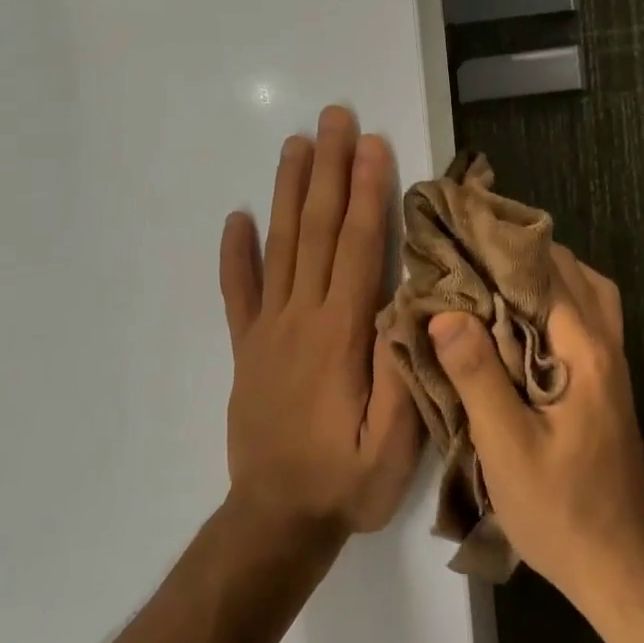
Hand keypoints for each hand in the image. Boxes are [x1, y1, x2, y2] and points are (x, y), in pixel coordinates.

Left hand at [218, 106, 423, 541]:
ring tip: (295, 145)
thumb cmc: (345, 483)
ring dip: (288, 192)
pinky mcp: (247, 349)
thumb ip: (403, 370)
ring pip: (279, 247)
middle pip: (316, 229)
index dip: (365, 191)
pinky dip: (235, 254)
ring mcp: (267, 330)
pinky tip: (235, 219)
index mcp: (340, 334)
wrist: (275, 523)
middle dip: (328, 169)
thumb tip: (408, 300)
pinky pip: (238, 293)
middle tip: (333, 118)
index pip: (356, 246)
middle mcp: (300, 317)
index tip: (370, 144)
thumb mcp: (394, 443)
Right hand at [429, 246, 643, 606]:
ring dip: (544, 277)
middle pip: (573, 274)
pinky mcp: (605, 385)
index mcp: (587, 352)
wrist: (620, 567)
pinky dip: (553, 303)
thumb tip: (446, 313)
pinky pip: (584, 320)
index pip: (548, 273)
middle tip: (472, 250)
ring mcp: (612, 366)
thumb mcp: (507, 447)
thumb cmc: (561, 510)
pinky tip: (516, 323)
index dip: (504, 247)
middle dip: (523, 253)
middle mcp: (606, 346)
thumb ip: (477, 376)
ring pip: (585, 295)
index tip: (464, 231)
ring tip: (493, 278)